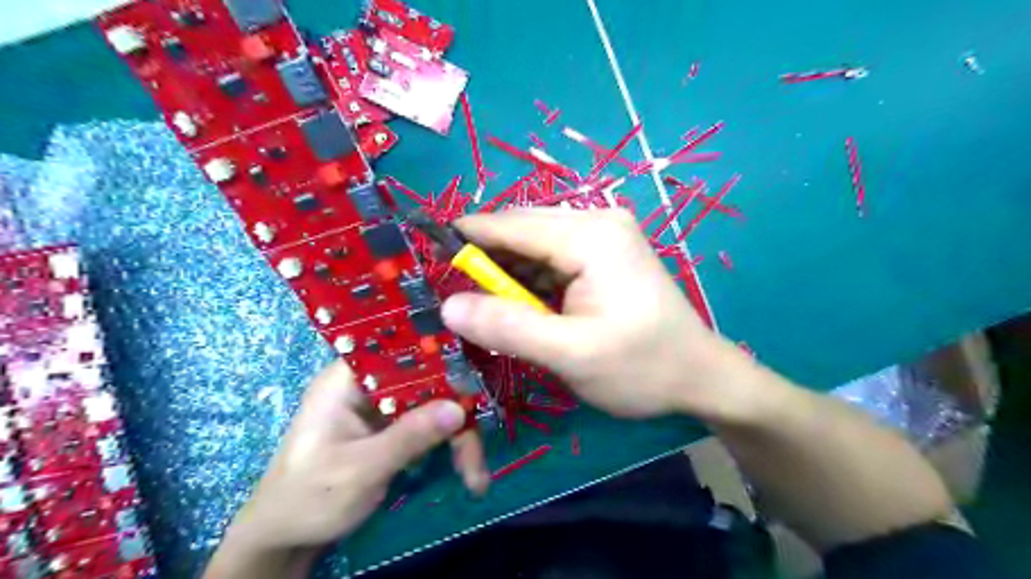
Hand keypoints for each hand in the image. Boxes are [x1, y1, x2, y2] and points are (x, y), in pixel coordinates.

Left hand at [206, 360, 489, 576]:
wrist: (285, 538)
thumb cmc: (309, 498)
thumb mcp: (359, 470)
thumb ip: (408, 437)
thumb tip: (459, 407)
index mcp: (348, 379)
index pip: (400, 350)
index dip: (439, 357)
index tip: (473, 378)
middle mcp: (369, 384)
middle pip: (427, 381)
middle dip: (457, 414)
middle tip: (476, 454)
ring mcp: (383, 406)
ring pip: (435, 404)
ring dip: (458, 436)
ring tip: (474, 475)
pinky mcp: (393, 426)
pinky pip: (431, 424)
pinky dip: (450, 445)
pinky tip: (466, 472)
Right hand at [442, 208, 750, 421]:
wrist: (701, 376)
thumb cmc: (643, 367)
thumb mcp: (571, 355)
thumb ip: (508, 328)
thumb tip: (449, 307)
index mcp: (590, 235)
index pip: (510, 225)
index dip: (465, 240)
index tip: (425, 259)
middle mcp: (596, 220)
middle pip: (521, 231)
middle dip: (486, 262)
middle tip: (456, 299)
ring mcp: (603, 235)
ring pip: (533, 246)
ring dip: (506, 274)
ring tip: (482, 307)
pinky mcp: (604, 253)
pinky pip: (552, 259)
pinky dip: (529, 281)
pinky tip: (518, 306)